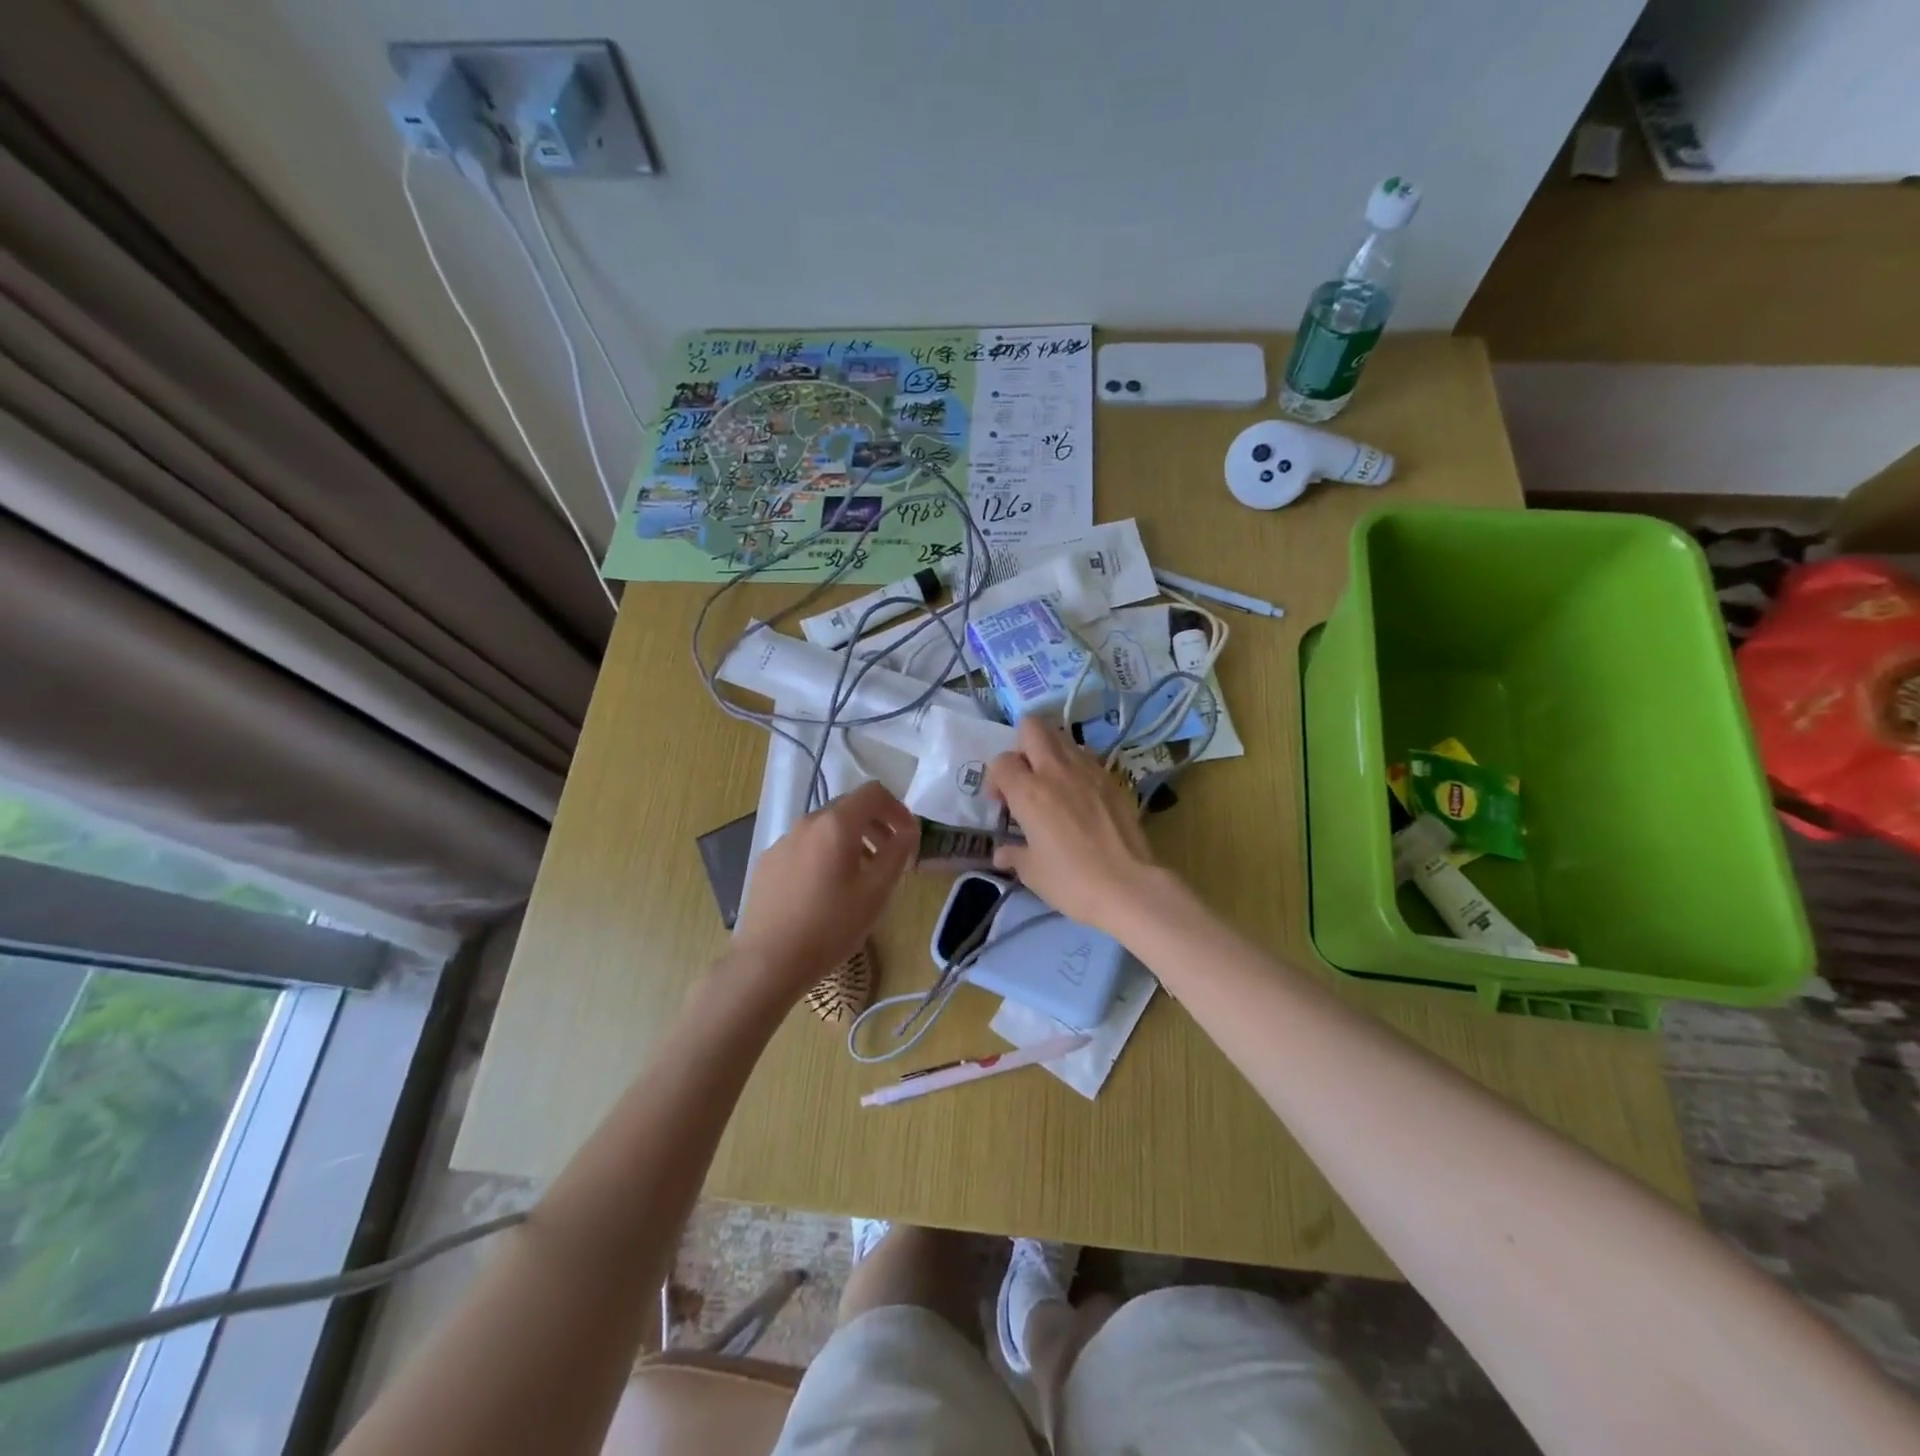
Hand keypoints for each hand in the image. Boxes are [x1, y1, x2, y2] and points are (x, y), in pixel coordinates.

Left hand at [731, 780, 916, 997]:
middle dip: (876, 825)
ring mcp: (783, 841)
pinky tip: (826, 889)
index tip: (908, 836)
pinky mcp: (768, 862)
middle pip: (849, 807)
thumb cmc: (830, 926)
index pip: (873, 793)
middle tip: (891, 857)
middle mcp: (807, 822)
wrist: (768, 962)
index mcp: (836, 824)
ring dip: (851, 841)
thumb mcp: (876, 892)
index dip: (897, 808)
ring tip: (861, 875)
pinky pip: (805, 846)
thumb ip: (898, 853)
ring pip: (825, 828)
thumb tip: (910, 829)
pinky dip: (825, 854)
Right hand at [986, 717, 1161, 935]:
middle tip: (1025, 776)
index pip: (1001, 762)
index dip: (996, 778)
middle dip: (1022, 745)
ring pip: (1062, 736)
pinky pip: (1086, 756)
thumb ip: (1014, 855)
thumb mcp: (1033, 873)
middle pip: (1032, 727)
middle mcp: (1055, 770)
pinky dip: (1075, 764)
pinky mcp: (1112, 778)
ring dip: (1050, 751)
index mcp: (1029, 792)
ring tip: (1052, 782)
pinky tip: (1078, 793)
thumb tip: (1002, 853)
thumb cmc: (1072, 882)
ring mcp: (1088, 770)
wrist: (1128, 885)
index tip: (1002, 802)